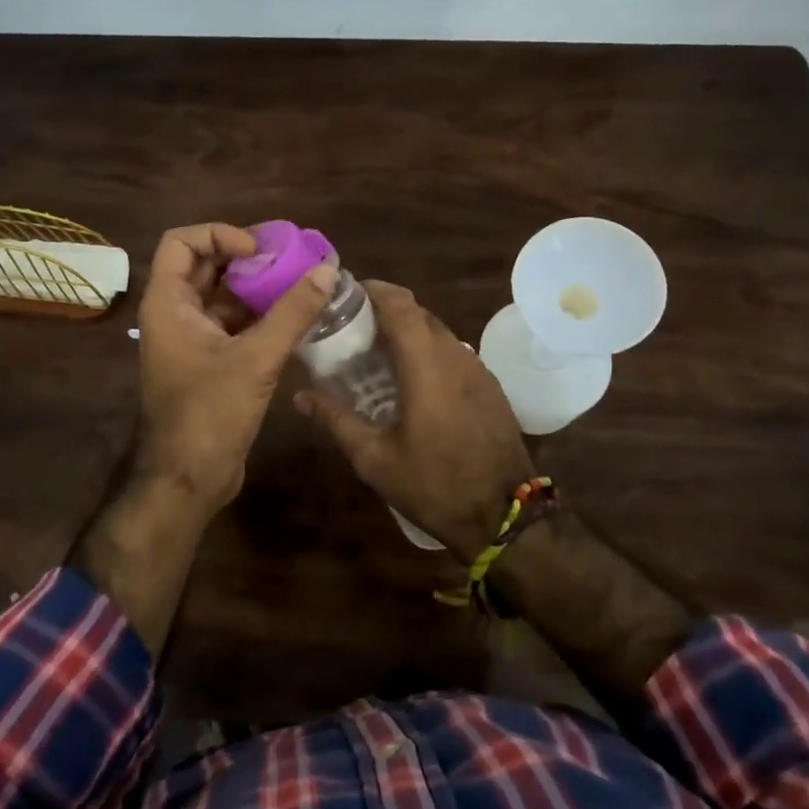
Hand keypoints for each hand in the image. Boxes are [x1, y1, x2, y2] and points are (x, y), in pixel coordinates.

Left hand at [133, 223, 335, 510]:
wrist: (188, 480)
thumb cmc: (210, 414)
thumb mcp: (255, 359)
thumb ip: (292, 313)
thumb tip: (326, 270)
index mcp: (168, 304)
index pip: (181, 242)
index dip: (219, 235)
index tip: (258, 252)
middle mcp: (174, 315)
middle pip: (205, 266)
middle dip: (246, 260)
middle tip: (290, 261)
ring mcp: (190, 340)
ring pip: (222, 297)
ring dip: (257, 289)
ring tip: (301, 285)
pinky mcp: (209, 362)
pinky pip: (233, 324)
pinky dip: (260, 316)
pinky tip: (296, 318)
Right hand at [295, 281, 533, 559]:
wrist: (507, 518)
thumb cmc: (435, 486)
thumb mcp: (376, 460)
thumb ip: (337, 420)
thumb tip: (301, 396)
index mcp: (427, 367)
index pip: (401, 305)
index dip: (374, 290)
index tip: (347, 293)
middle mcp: (456, 356)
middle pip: (418, 313)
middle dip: (385, 310)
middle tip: (352, 326)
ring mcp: (478, 370)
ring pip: (438, 331)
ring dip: (408, 331)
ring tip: (377, 352)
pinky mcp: (490, 386)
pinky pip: (453, 352)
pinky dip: (428, 350)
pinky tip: (411, 379)